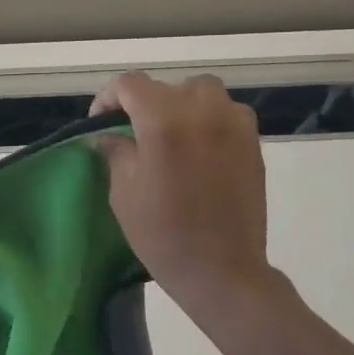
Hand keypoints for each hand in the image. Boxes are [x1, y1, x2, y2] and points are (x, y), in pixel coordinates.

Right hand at [90, 73, 278, 306]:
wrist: (221, 269)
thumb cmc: (162, 232)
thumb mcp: (123, 191)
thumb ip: (116, 151)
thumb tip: (109, 135)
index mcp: (164, 121)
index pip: (130, 85)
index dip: (108, 98)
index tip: (101, 123)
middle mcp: (202, 111)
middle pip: (167, 86)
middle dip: (144, 103)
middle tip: (132, 131)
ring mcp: (234, 124)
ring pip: (202, 92)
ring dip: (180, 104)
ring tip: (168, 134)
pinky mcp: (253, 143)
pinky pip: (226, 113)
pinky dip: (207, 119)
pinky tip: (196, 149)